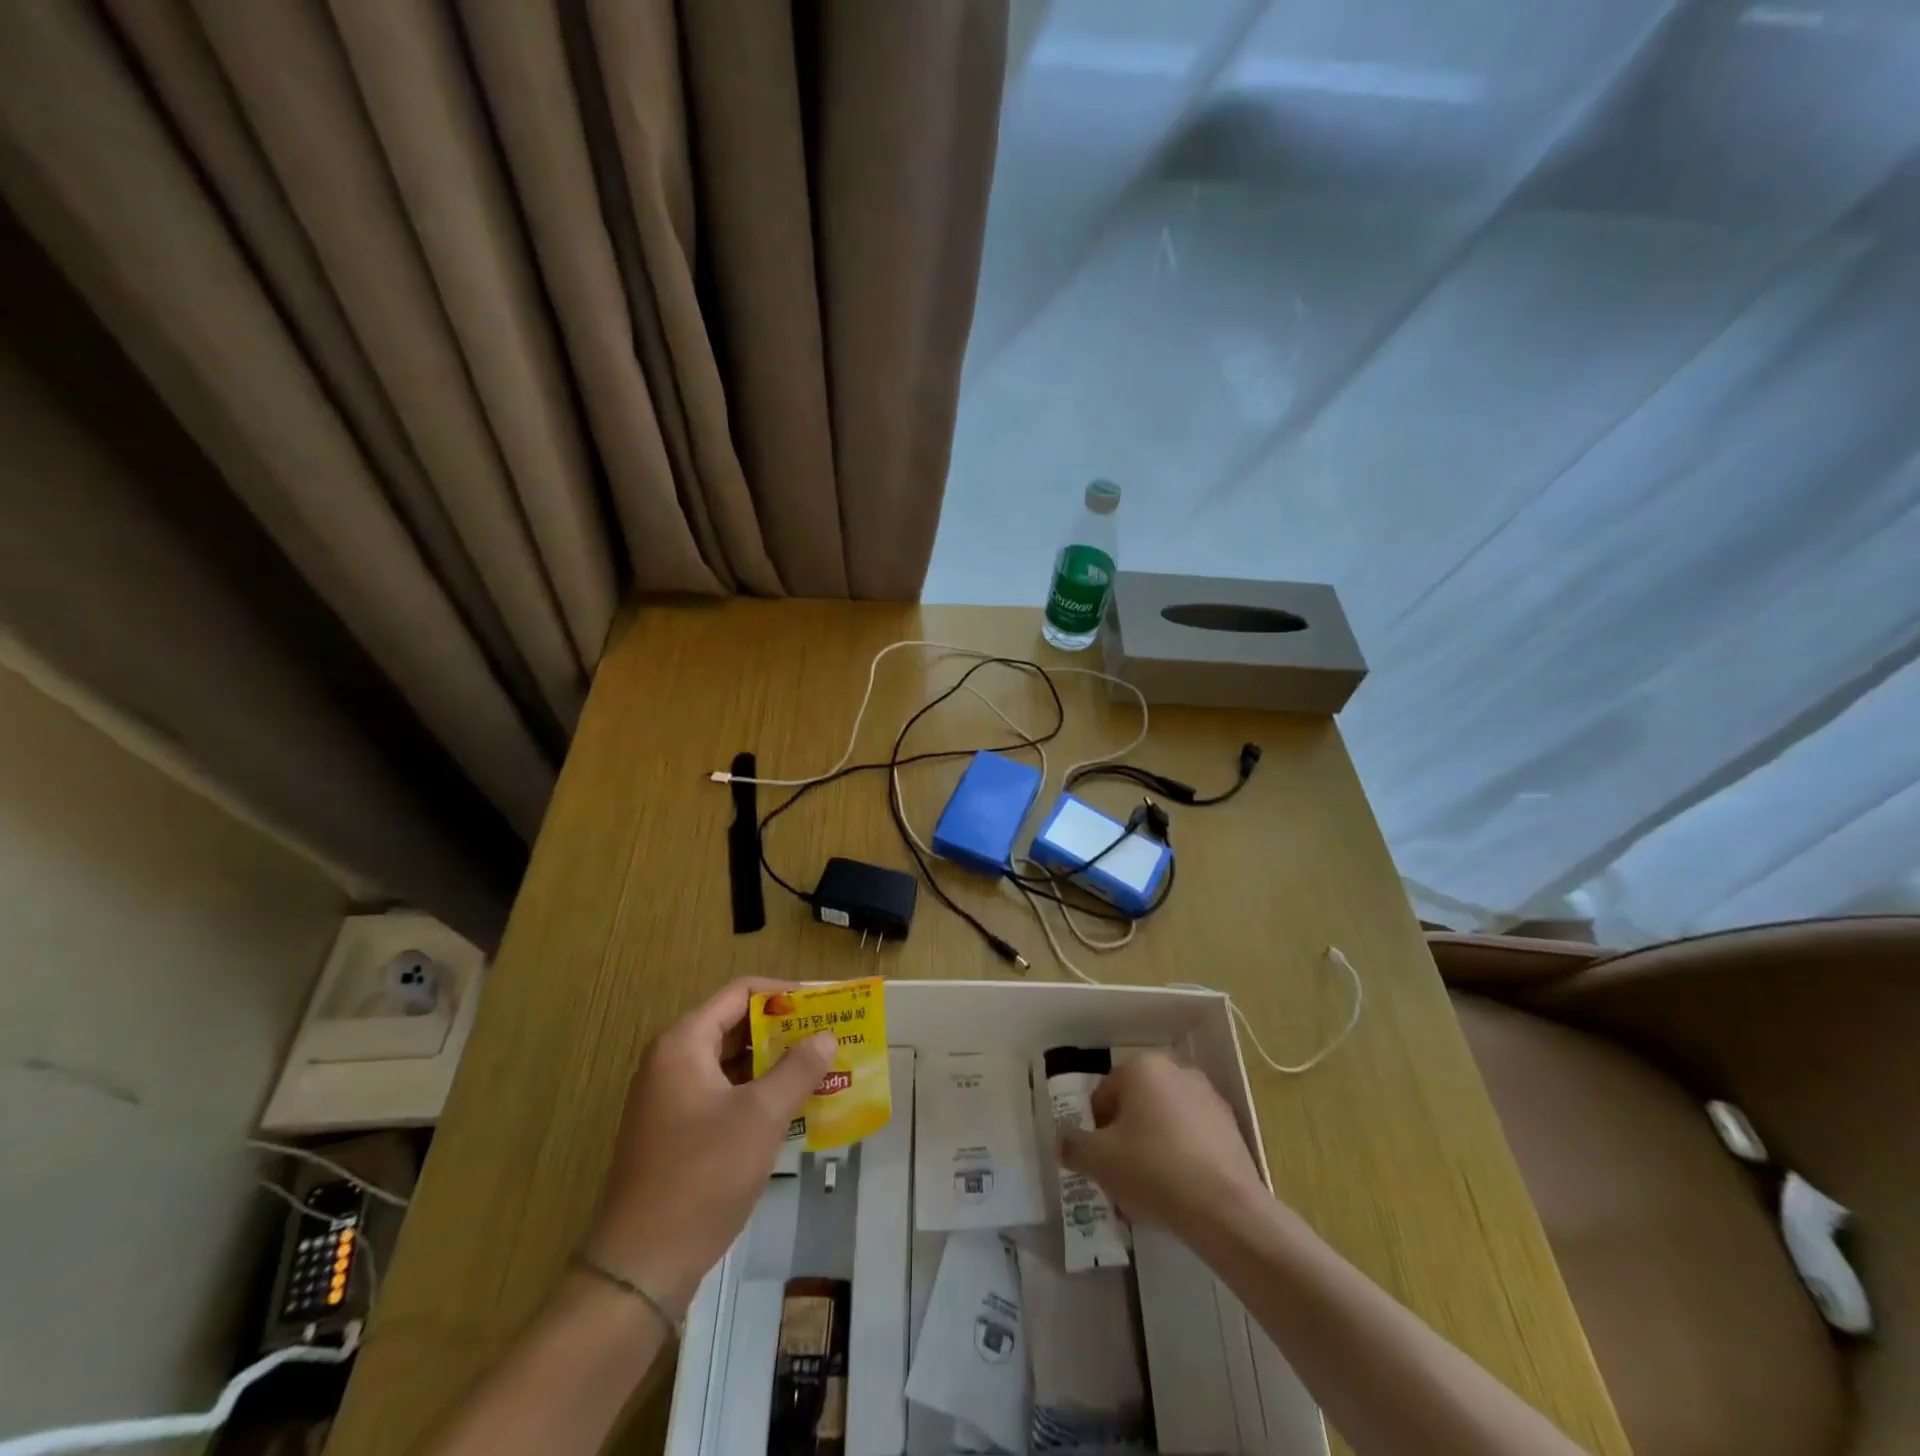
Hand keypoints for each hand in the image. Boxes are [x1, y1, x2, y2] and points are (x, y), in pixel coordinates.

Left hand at [587, 979, 834, 1312]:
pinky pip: (725, 1094)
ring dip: (775, 1063)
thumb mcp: (761, 1116)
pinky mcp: (677, 1132)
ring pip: (732, 1063)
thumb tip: (826, 1036)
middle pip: (736, 1025)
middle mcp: (672, 1062)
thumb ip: (798, 1069)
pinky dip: (758, 1093)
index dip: (785, 993)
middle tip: (830, 1035)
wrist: (641, 1267)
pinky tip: (794, 1106)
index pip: (740, 993)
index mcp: (683, 1043)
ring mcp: (672, 1099)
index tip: (826, 1002)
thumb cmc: (702, 1176)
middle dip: (784, 1029)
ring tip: (821, 1067)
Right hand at [1058, 1051, 1270, 1238]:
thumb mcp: (1098, 1161)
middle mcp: (1175, 1070)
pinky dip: (1181, 1157)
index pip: (1103, 1096)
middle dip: (1125, 1139)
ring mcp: (1207, 1096)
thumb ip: (1073, 1146)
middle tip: (1121, 1177)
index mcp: (1141, 1067)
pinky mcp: (1230, 1126)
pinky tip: (1179, 1192)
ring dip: (1152, 1148)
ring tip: (1150, 1191)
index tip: (1100, 1164)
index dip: (1096, 1132)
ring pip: (1164, 1122)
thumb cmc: (1153, 1170)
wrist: (1225, 1208)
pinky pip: (1192, 1138)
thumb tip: (1062, 1141)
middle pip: (1135, 1107)